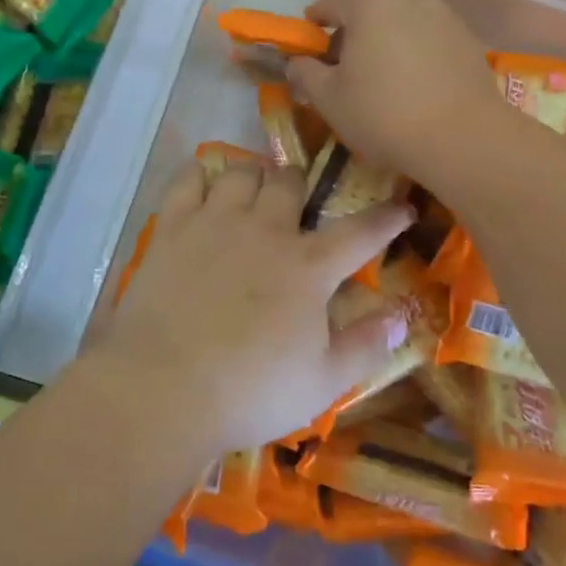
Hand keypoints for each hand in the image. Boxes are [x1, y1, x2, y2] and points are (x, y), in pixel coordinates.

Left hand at [93, 159, 413, 456]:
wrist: (163, 388)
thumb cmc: (249, 392)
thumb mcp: (323, 383)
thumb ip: (365, 346)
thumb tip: (400, 316)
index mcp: (308, 267)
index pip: (360, 231)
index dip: (386, 217)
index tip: (402, 206)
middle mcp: (265, 230)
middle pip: (290, 182)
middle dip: (300, 185)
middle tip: (297, 201)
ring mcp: (215, 223)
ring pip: (241, 173)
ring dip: (253, 177)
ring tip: (251, 194)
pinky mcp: (172, 228)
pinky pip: (188, 180)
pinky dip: (200, 176)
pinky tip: (203, 187)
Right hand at [285, 0, 505, 188]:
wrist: (463, 139)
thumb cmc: (384, 115)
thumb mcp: (329, 99)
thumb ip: (305, 73)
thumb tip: (296, 63)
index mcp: (370, 4)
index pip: (331, 2)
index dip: (314, 23)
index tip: (308, 46)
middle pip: (369, 9)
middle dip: (352, 33)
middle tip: (342, 68)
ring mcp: (444, 16)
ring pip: (401, 23)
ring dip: (386, 43)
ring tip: (381, 80)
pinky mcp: (469, 39)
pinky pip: (429, 39)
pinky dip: (415, 54)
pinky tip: (414, 87)